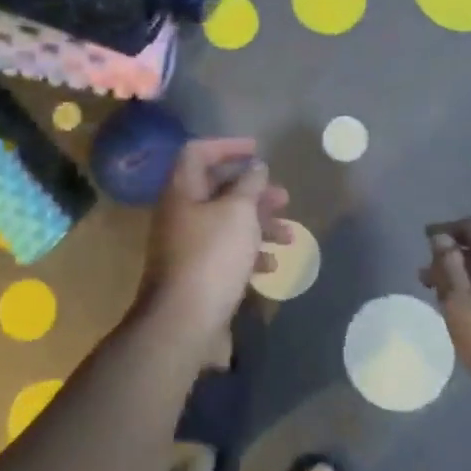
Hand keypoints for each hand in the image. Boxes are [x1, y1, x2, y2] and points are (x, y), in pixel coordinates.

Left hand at [134, 138, 290, 352]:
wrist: (184, 324)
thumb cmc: (212, 257)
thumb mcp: (238, 212)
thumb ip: (249, 185)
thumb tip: (255, 167)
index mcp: (182, 191)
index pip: (198, 153)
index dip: (227, 146)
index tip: (258, 151)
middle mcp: (181, 214)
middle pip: (218, 190)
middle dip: (254, 192)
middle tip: (284, 198)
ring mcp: (188, 247)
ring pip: (228, 224)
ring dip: (260, 225)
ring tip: (289, 236)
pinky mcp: (199, 275)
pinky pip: (227, 254)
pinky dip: (250, 255)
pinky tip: (271, 266)